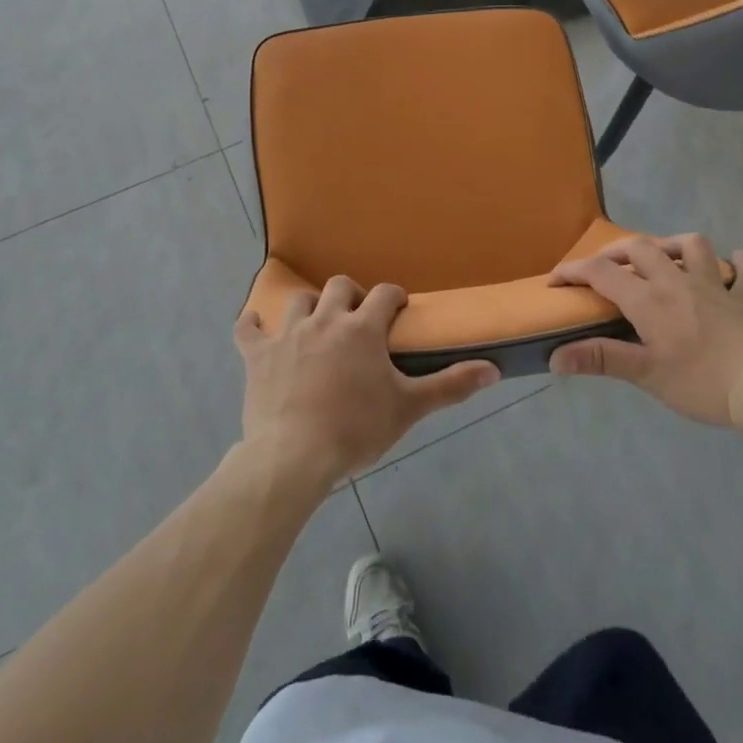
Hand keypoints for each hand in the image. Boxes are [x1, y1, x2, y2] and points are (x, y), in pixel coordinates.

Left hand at [234, 276, 500, 493]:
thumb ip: (451, 385)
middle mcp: (325, 320)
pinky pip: (248, 329)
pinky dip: (252, 325)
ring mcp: (288, 335)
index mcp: (362, 329)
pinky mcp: (258, 355)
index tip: (398, 308)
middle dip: (352, 295)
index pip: (384, 294)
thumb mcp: (409, 408)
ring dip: (310, 307)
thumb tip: (494, 369)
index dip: (393, 296)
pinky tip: (255, 324)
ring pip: (299, 301)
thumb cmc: (356, 430)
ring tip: (318, 324)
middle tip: (358, 318)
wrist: (294, 455)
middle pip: (339, 287)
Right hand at [547, 235, 742, 425]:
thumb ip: (600, 359)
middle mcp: (677, 282)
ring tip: (662, 258)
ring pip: (692, 246)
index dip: (573, 271)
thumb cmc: (700, 382)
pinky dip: (737, 266)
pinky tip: (733, 264)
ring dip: (672, 245)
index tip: (556, 281)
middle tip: (604, 269)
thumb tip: (555, 358)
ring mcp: (716, 287)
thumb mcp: (645, 374)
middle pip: (641, 248)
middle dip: (615, 253)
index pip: (601, 272)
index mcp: (649, 299)